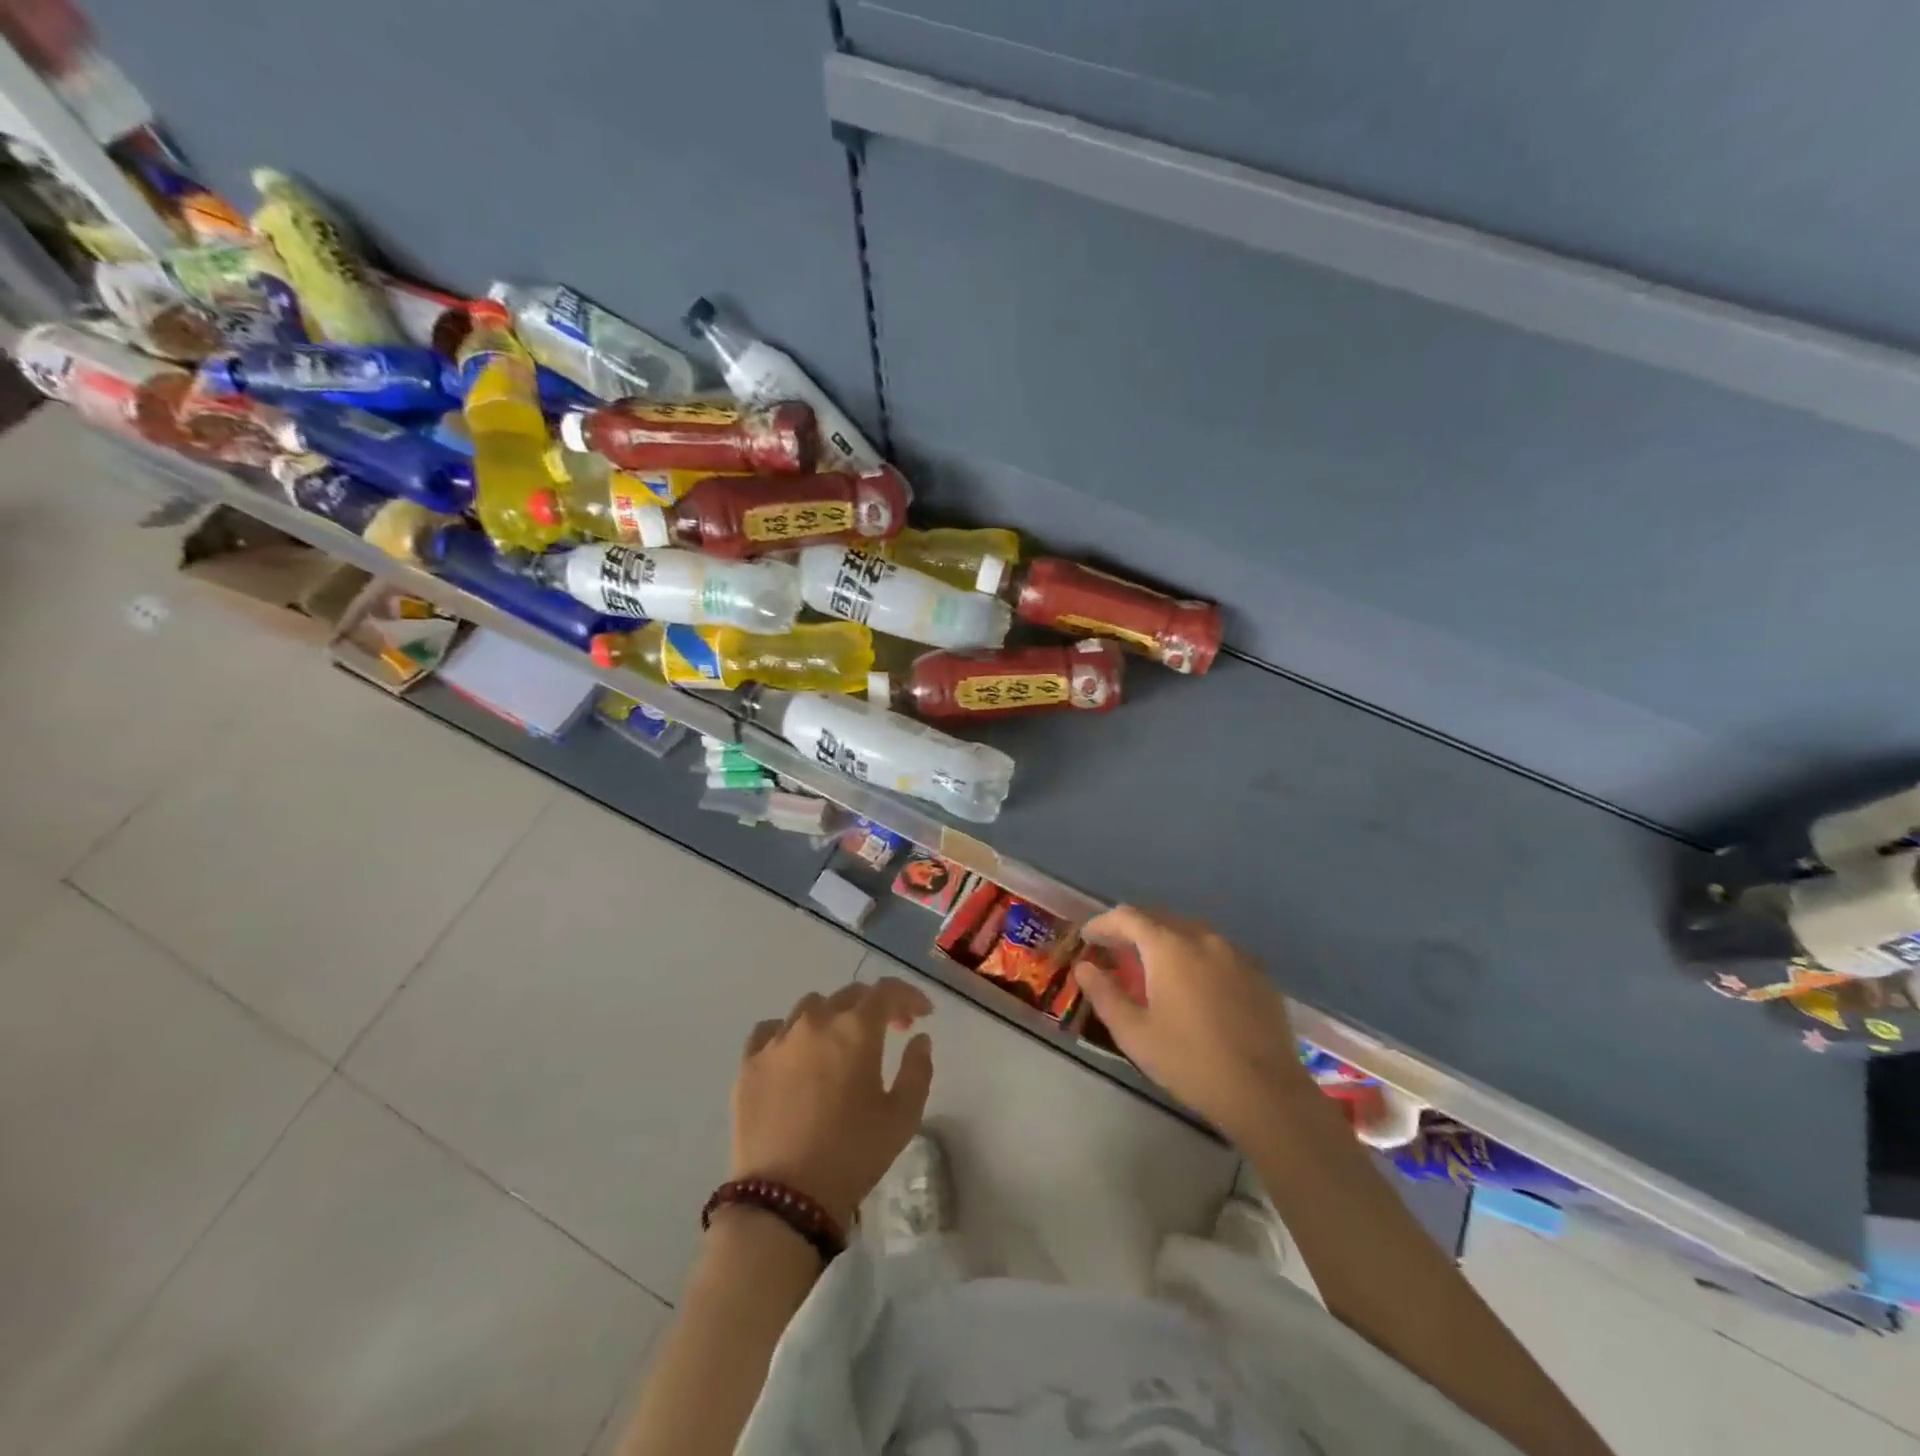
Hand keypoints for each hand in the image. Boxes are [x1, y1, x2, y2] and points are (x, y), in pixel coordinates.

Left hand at [732, 978, 934, 1229]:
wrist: (784, 1199)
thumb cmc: (852, 1155)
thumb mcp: (902, 1117)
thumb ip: (917, 1070)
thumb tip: (918, 1039)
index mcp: (856, 1029)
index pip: (887, 991)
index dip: (909, 996)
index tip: (922, 1014)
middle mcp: (815, 1022)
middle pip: (850, 995)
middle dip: (875, 1007)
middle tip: (889, 1031)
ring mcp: (778, 1040)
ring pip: (810, 1008)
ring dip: (833, 1017)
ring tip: (840, 1045)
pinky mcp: (749, 1064)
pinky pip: (771, 1030)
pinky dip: (790, 1033)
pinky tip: (796, 1055)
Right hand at [1073, 906, 1306, 1139]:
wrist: (1265, 1093)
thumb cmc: (1190, 1062)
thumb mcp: (1135, 1034)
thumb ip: (1104, 994)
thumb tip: (1084, 967)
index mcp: (1169, 947)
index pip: (1128, 917)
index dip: (1103, 923)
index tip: (1088, 938)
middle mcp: (1203, 939)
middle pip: (1160, 919)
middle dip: (1133, 930)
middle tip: (1115, 950)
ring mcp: (1235, 954)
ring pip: (1191, 933)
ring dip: (1165, 941)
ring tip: (1152, 965)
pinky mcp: (1258, 973)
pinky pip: (1217, 951)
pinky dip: (1195, 956)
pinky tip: (1194, 983)